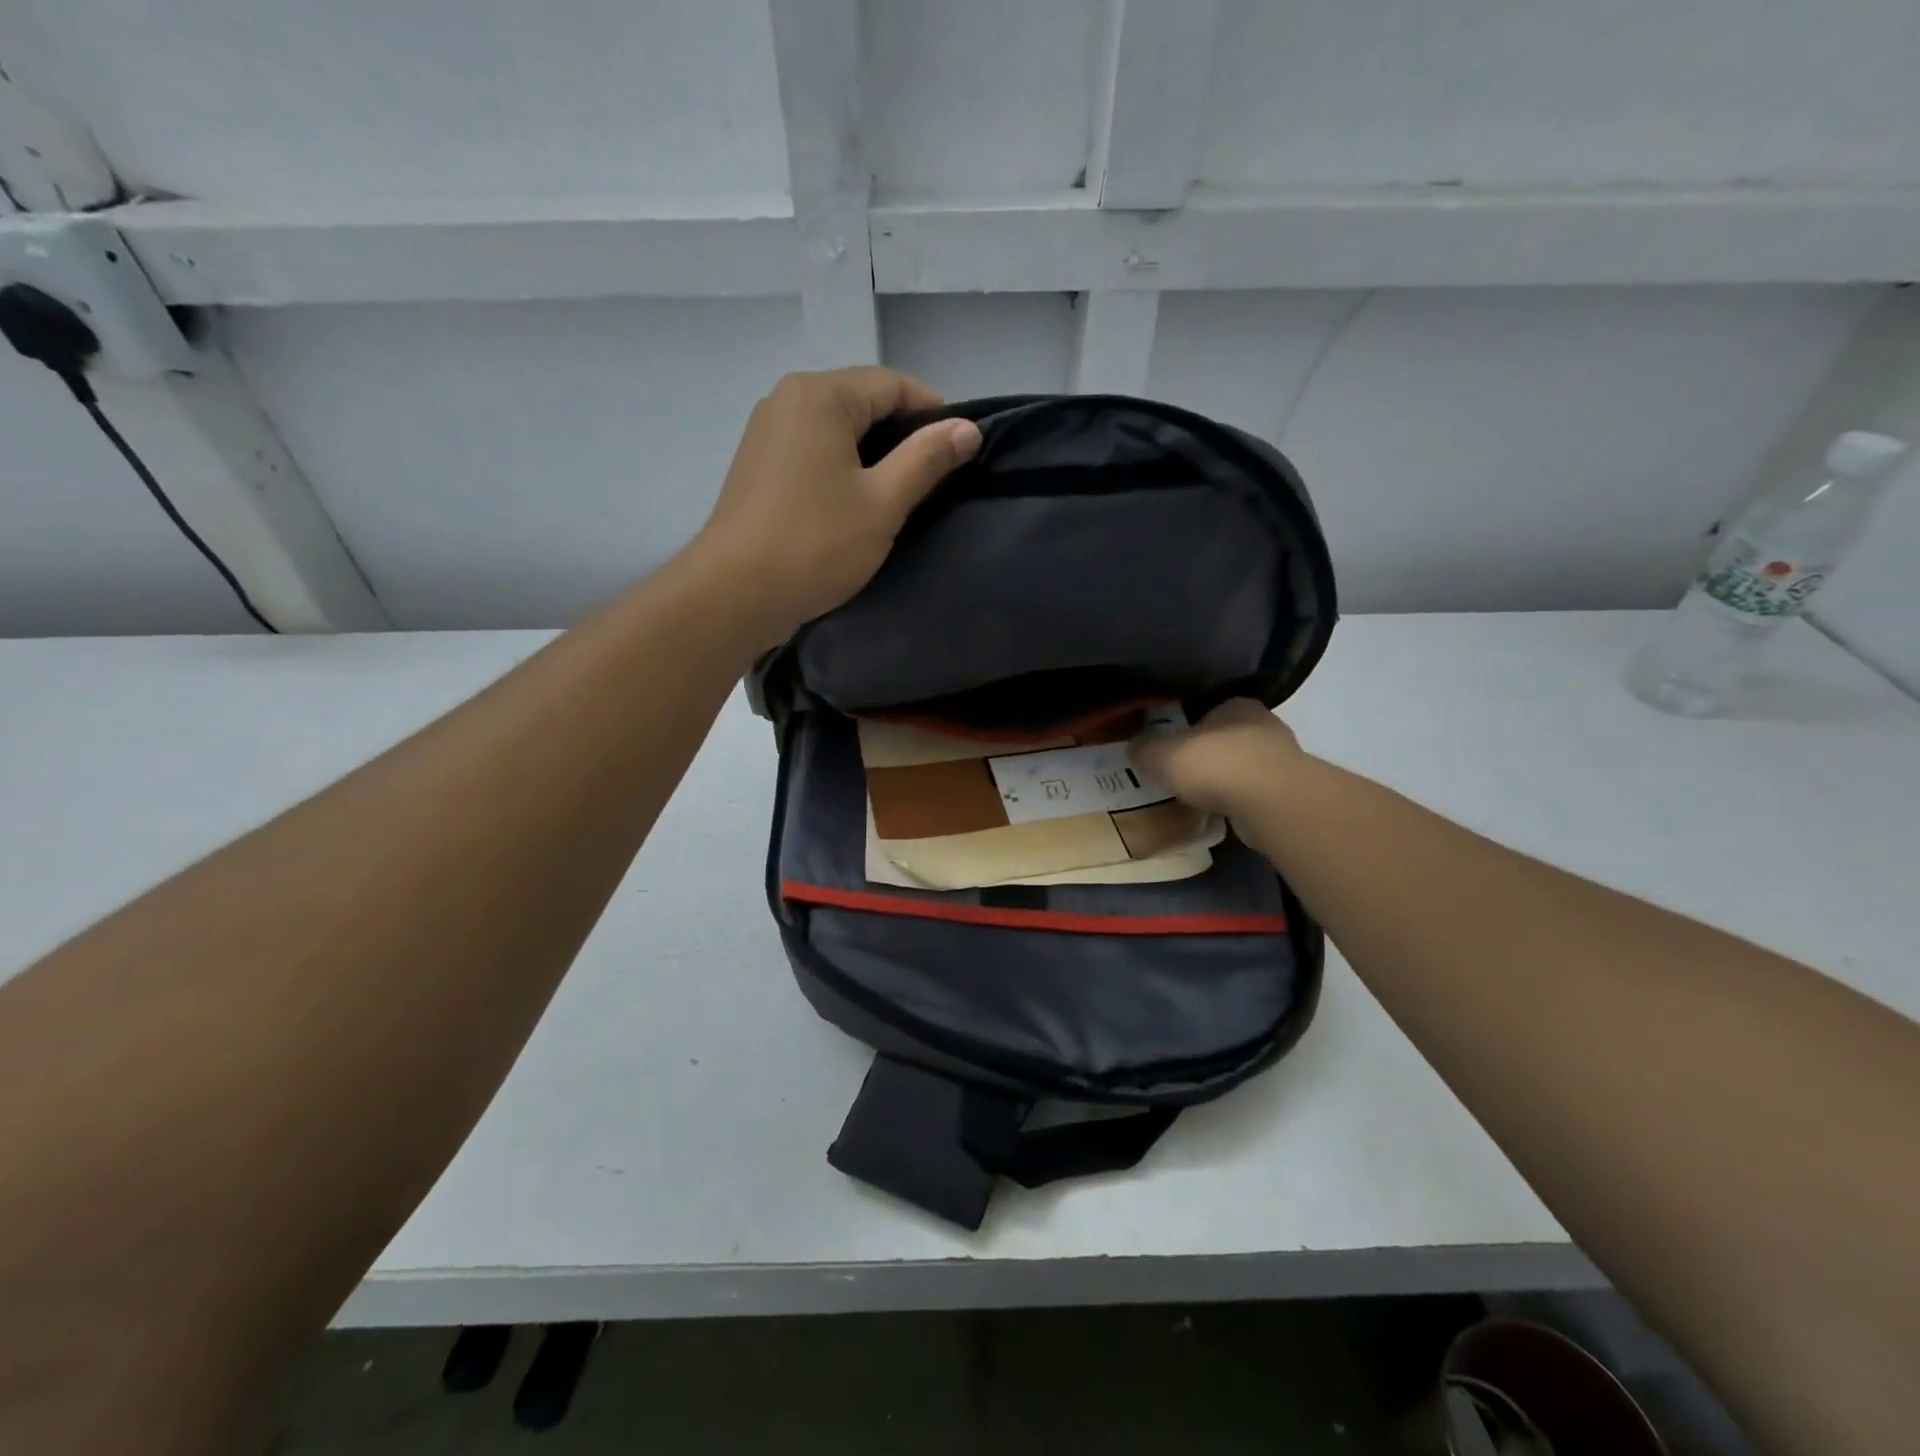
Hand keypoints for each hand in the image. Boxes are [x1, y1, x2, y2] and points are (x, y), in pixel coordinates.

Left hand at [689, 367, 981, 646]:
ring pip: (838, 428)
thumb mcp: (882, 502)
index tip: (960, 452)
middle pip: (863, 401)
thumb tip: (968, 428)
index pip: (893, 384)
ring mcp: (768, 431)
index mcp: (820, 395)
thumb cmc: (815, 544)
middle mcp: (788, 399)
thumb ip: (927, 459)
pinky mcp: (759, 464)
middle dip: (903, 433)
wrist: (735, 593)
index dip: (934, 413)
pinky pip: (814, 450)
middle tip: (934, 478)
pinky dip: (843, 466)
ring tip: (901, 494)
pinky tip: (858, 502)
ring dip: (873, 453)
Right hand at [1130, 698, 1305, 817]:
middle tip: (1182, 776)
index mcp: (1236, 706)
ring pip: (1245, 768)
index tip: (1172, 750)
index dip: (1188, 730)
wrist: (1269, 802)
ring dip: (1226, 782)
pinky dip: (1239, 804)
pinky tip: (1221, 817)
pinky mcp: (1291, 794)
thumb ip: (1145, 749)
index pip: (1209, 711)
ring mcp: (1283, 761)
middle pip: (1227, 740)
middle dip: (1208, 757)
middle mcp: (1264, 726)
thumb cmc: (1213, 764)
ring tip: (1199, 801)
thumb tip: (1135, 747)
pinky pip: (1255, 796)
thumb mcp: (1161, 754)